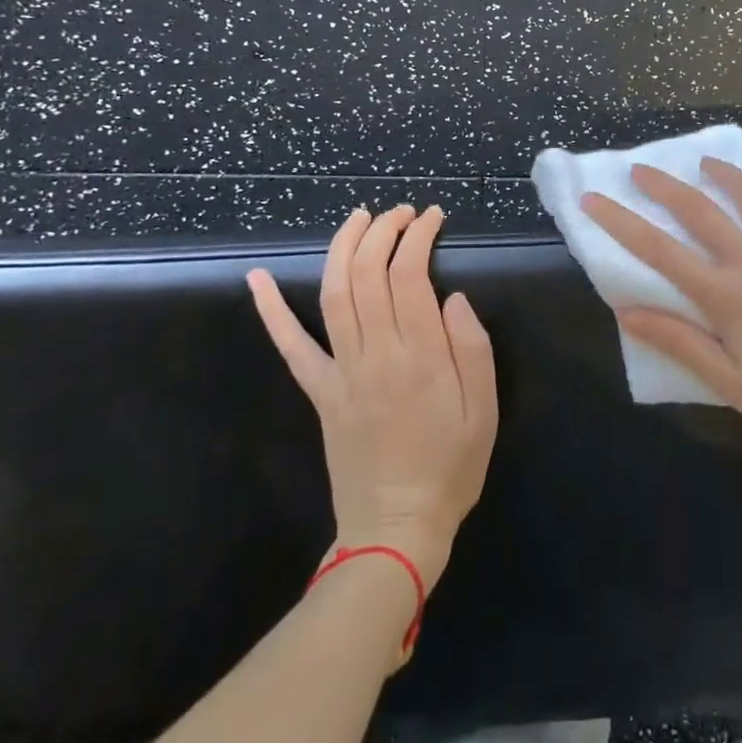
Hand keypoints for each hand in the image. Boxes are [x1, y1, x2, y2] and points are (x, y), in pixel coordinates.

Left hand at [247, 205, 497, 589]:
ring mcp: (340, 372)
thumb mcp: (485, 410)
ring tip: (358, 218)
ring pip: (332, 294)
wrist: (395, 530)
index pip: (410, 274)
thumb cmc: (450, 467)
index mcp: (420, 356)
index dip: (418, 236)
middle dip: (383, 230)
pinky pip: (291, 346)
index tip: (432, 217)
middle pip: (368, 273)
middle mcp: (375, 354)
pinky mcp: (319, 391)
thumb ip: (472, 347)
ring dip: (342, 248)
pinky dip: (271, 310)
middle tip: (402, 212)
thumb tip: (452, 297)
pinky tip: (256, 279)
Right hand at [582, 160, 741, 494]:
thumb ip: (678, 341)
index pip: (659, 251)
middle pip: (699, 210)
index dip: (620, 223)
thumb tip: (625, 309)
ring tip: (705, 162)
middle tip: (640, 169)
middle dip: (663, 185)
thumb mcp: (729, 384)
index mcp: (726, 297)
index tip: (593, 200)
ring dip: (724, 173)